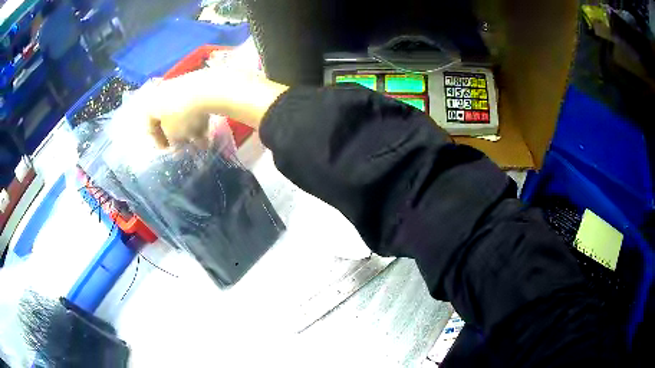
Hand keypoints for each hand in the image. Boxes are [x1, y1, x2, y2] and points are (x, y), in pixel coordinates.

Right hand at [146, 68, 287, 147]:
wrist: (218, 89)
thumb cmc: (189, 113)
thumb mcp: (176, 134)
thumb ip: (172, 143)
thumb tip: (178, 149)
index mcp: (155, 100)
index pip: (146, 122)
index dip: (154, 141)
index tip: (165, 155)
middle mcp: (169, 90)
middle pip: (165, 118)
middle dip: (174, 137)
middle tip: (183, 151)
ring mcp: (187, 86)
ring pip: (183, 114)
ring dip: (189, 131)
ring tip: (199, 145)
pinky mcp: (204, 84)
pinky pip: (197, 107)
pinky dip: (200, 121)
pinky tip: (209, 134)